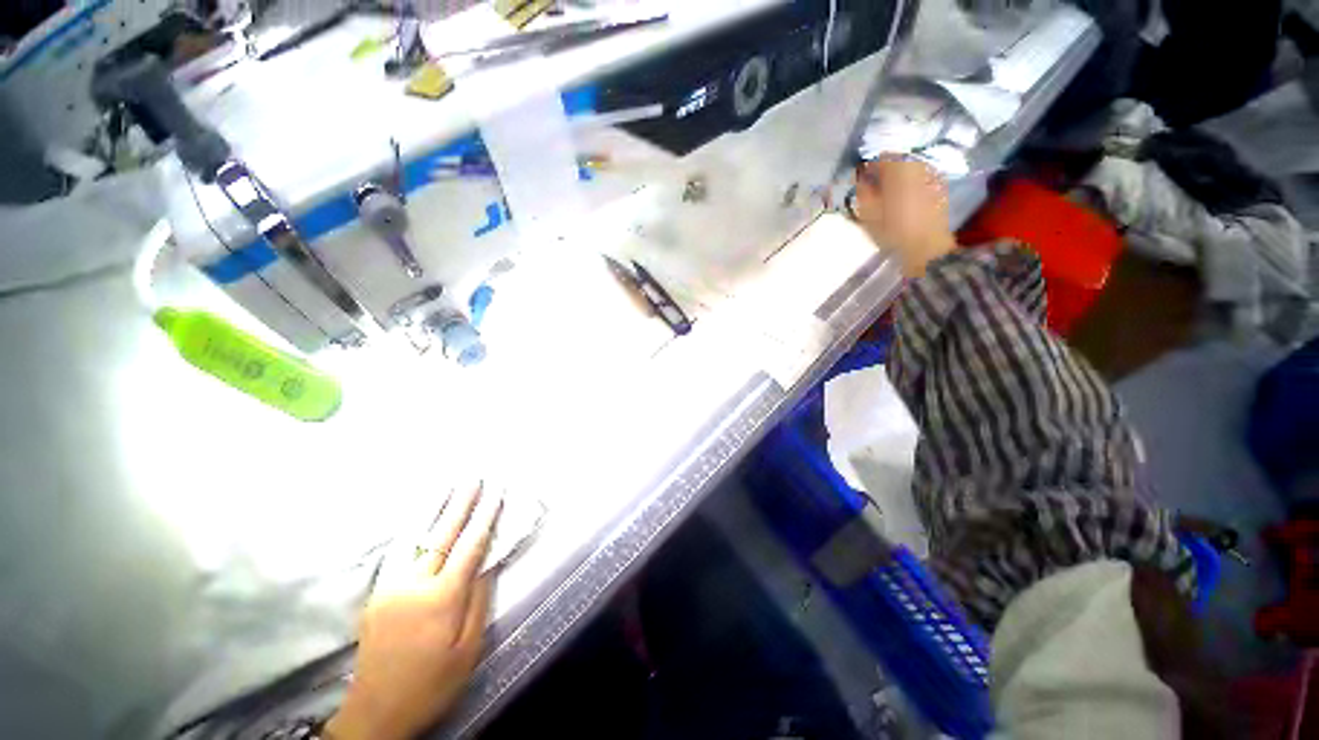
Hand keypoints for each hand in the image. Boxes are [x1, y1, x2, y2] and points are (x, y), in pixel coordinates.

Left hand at [326, 484, 501, 739]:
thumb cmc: (432, 683)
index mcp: (442, 598)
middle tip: (473, 478)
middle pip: (442, 534)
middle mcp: (414, 584)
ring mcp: (390, 586)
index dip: (485, 517)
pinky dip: (411, 530)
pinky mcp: (376, 594)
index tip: (496, 492)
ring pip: (414, 538)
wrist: (376, 712)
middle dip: (460, 503)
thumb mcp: (468, 649)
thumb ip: (479, 602)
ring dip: (433, 509)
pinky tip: (418, 519)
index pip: (470, 546)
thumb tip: (487, 565)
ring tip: (446, 486)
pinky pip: (397, 553)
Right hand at [853, 156, 956, 276]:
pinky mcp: (940, 187)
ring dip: (897, 180)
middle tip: (872, 192)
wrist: (927, 247)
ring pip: (909, 170)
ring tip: (887, 198)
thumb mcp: (868, 213)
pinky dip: (909, 186)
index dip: (867, 169)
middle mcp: (918, 164)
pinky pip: (919, 179)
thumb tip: (861, 180)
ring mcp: (932, 175)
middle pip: (896, 162)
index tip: (860, 184)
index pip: (879, 158)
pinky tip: (903, 203)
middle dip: (883, 174)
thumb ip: (862, 191)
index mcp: (899, 167)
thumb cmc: (893, 229)